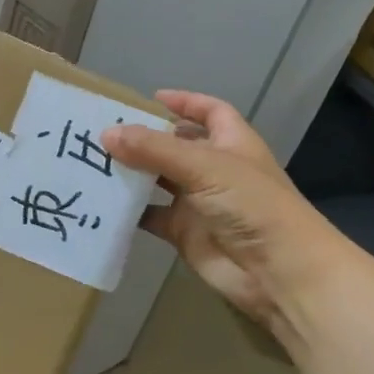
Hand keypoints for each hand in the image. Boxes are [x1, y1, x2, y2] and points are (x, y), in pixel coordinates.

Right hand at [102, 91, 349, 341]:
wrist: (280, 274)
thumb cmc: (252, 206)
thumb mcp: (204, 166)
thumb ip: (154, 149)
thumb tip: (106, 134)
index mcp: (232, 143)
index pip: (211, 112)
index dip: (185, 102)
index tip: (150, 99)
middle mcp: (215, 169)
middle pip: (176, 145)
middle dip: (144, 137)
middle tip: (102, 129)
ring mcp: (199, 202)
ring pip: (158, 180)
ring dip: (132, 172)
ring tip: (92, 160)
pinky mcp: (184, 233)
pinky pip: (150, 215)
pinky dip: (128, 210)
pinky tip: (101, 200)